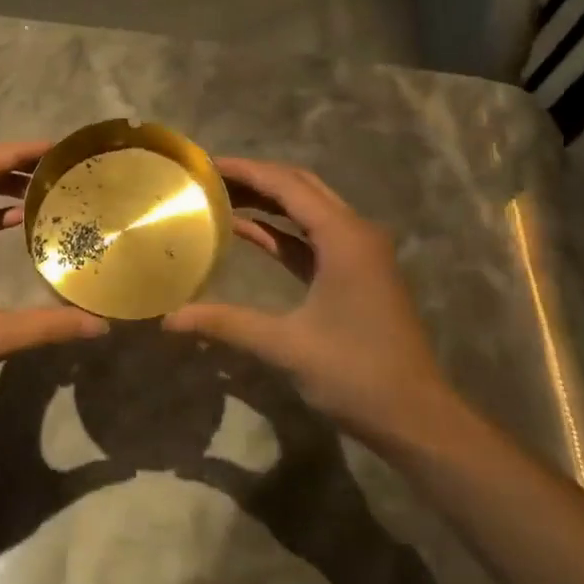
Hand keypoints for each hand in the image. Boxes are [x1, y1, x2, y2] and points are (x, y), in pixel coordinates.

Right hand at [164, 157, 450, 446]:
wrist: (415, 417)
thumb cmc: (355, 374)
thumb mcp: (285, 346)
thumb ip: (225, 323)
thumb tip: (168, 319)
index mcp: (344, 237)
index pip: (287, 185)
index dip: (245, 171)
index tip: (205, 166)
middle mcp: (355, 233)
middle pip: (300, 188)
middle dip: (255, 179)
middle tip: (208, 178)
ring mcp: (358, 253)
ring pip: (307, 210)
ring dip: (267, 202)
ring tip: (218, 197)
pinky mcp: (355, 274)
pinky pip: (311, 238)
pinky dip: (279, 231)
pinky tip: (244, 231)